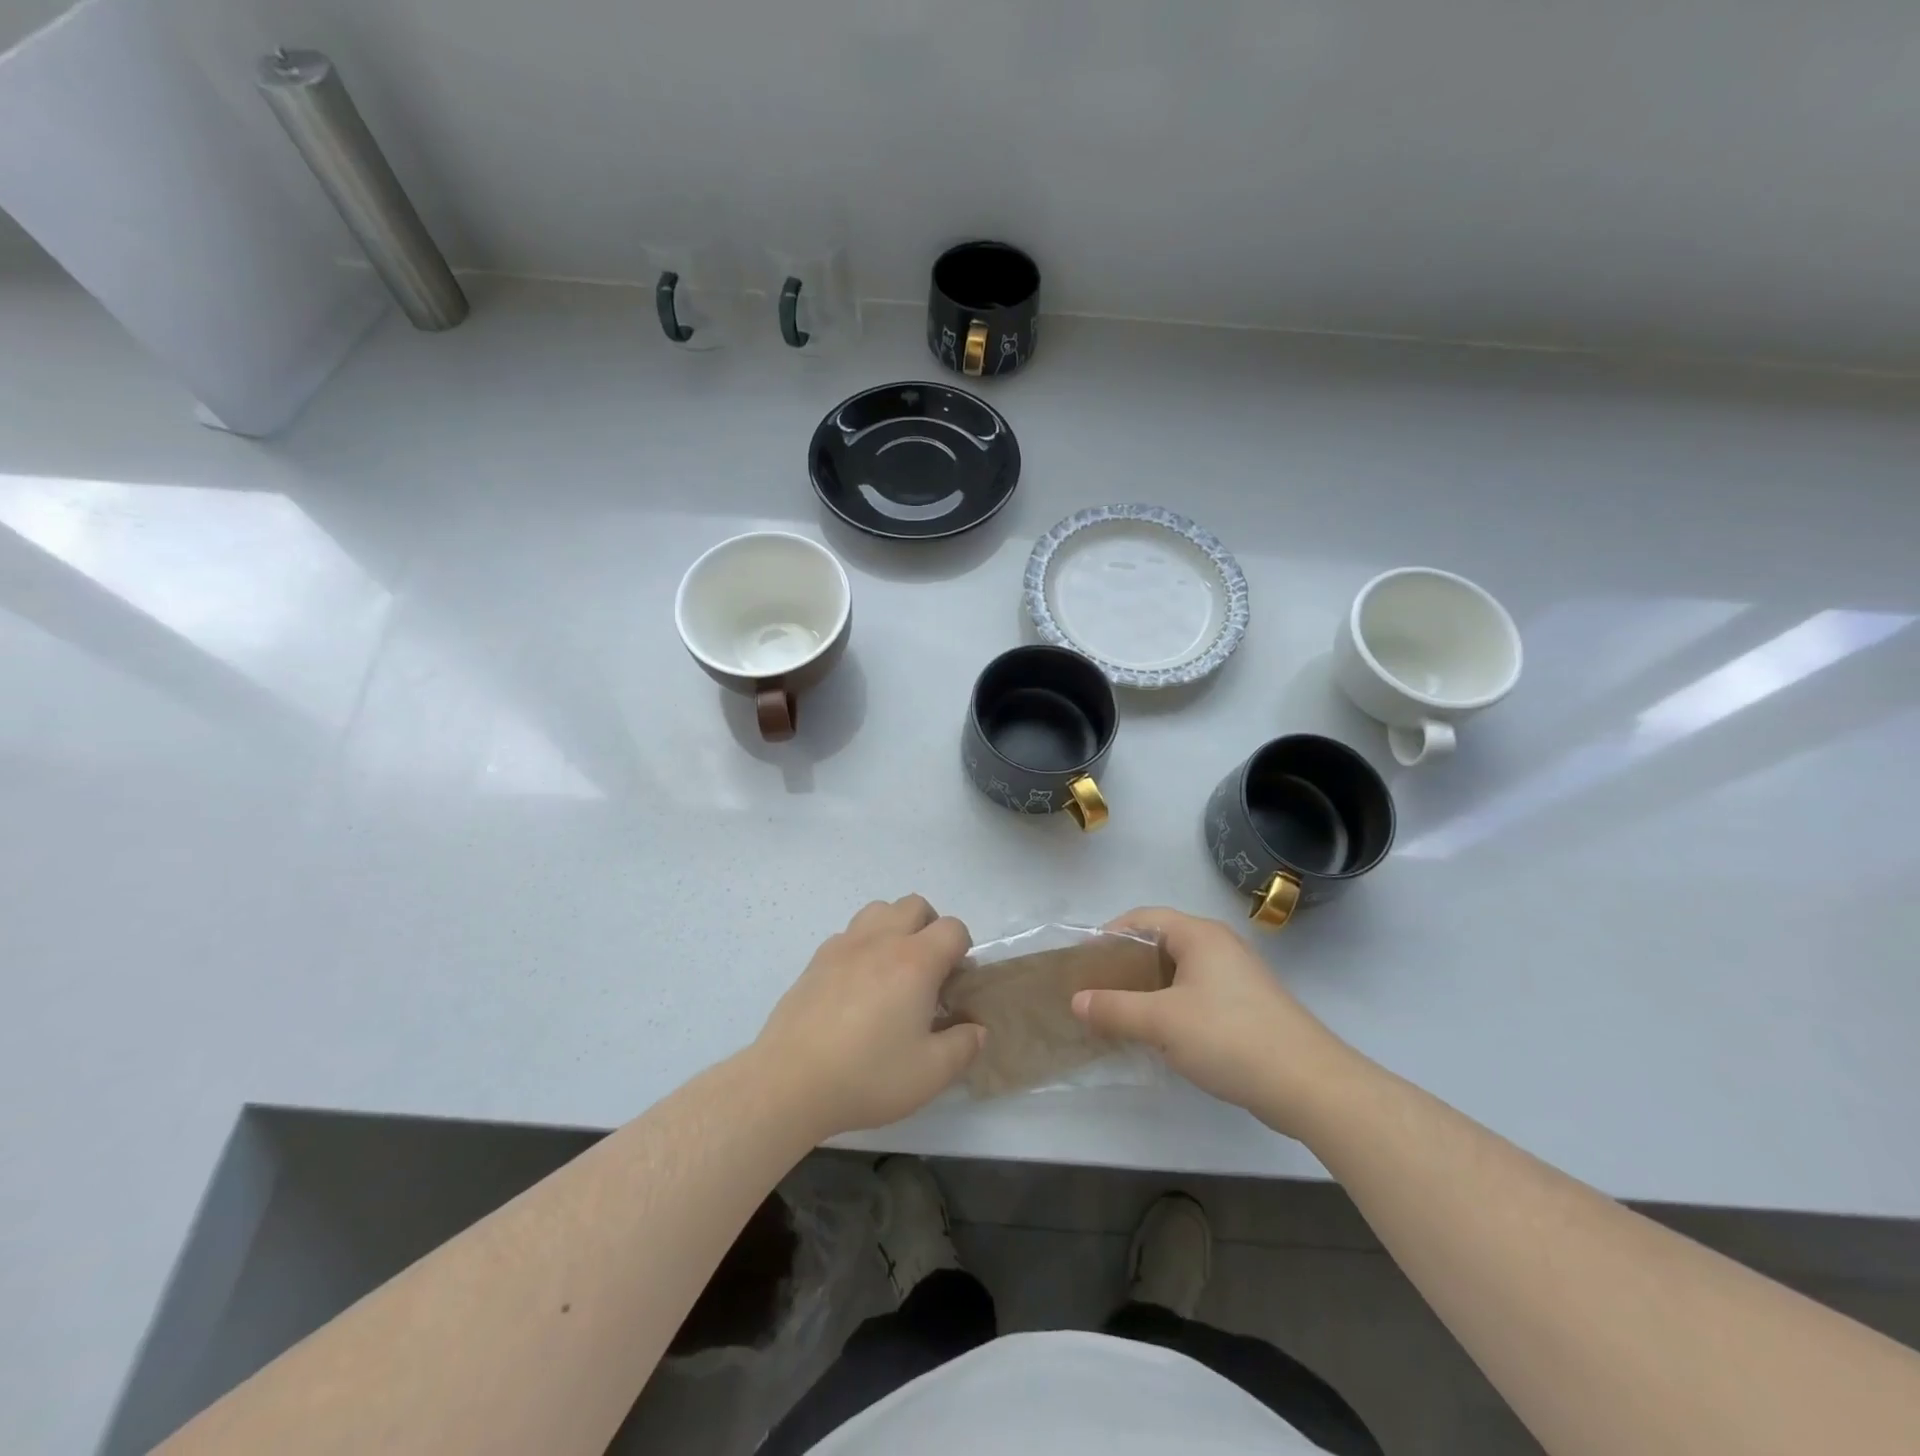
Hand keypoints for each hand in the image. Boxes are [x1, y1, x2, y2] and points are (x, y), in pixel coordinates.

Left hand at [755, 895, 983, 1138]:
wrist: (789, 1082)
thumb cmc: (868, 1075)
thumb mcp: (930, 1073)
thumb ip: (963, 1046)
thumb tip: (976, 1029)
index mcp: (915, 961)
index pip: (953, 928)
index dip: (963, 949)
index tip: (955, 983)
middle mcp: (881, 940)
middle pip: (915, 905)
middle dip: (931, 928)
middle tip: (928, 971)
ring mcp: (844, 946)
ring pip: (879, 910)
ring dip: (894, 928)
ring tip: (892, 970)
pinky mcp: (816, 960)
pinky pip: (849, 934)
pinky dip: (862, 946)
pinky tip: (857, 986)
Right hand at [1072, 907, 1354, 1136]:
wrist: (1309, 1084)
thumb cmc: (1229, 1037)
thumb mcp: (1161, 1022)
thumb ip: (1114, 1009)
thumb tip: (1076, 1001)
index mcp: (1199, 935)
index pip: (1143, 918)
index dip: (1109, 935)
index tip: (1085, 963)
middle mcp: (1219, 947)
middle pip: (1160, 944)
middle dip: (1125, 966)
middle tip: (1096, 991)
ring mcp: (1237, 977)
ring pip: (1178, 973)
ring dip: (1147, 990)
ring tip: (1119, 1015)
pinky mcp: (1247, 1007)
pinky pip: (1196, 995)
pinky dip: (1171, 1007)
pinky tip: (1159, 1036)